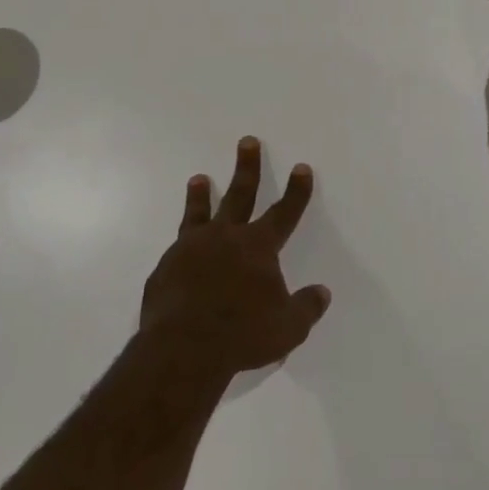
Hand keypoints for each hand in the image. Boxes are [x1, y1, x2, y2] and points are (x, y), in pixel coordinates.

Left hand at [139, 137, 332, 384]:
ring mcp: (191, 249)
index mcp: (258, 247)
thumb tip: (322, 293)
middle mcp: (226, 238)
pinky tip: (180, 248)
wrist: (183, 348)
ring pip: (200, 213)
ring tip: (199, 178)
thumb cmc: (242, 336)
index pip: (284, 212)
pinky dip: (183, 243)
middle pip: (240, 195)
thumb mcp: (288, 328)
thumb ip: (306, 307)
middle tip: (247, 141)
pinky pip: (178, 248)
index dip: (296, 191)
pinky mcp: (166, 267)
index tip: (301, 167)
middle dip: (247, 167)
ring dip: (202, 194)